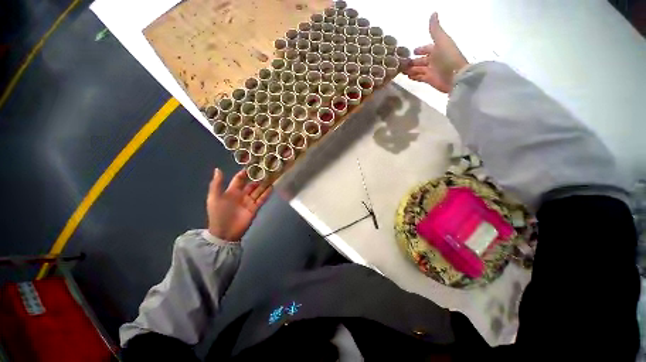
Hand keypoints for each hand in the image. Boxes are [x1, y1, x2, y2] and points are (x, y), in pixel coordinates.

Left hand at [206, 168, 271, 241]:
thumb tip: (218, 169)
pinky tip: (272, 187)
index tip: (252, 165)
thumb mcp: (214, 198)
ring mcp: (249, 201)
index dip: (244, 173)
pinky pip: (262, 199)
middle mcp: (242, 195)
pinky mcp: (255, 208)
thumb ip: (216, 184)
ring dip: (264, 185)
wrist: (224, 232)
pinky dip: (267, 193)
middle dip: (257, 178)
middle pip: (251, 184)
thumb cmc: (218, 214)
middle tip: (266, 170)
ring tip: (271, 177)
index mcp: (231, 191)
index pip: (239, 179)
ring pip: (258, 191)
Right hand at [404, 13, 468, 92]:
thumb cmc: (448, 57)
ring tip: (401, 71)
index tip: (412, 51)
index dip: (420, 49)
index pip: (427, 48)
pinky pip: (419, 78)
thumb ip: (435, 29)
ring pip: (418, 69)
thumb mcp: (441, 40)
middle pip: (421, 60)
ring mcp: (431, 70)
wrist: (455, 76)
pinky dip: (414, 77)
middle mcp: (434, 60)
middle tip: (402, 63)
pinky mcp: (429, 80)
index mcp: (437, 49)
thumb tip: (433, 12)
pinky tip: (407, 77)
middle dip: (412, 61)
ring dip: (411, 70)